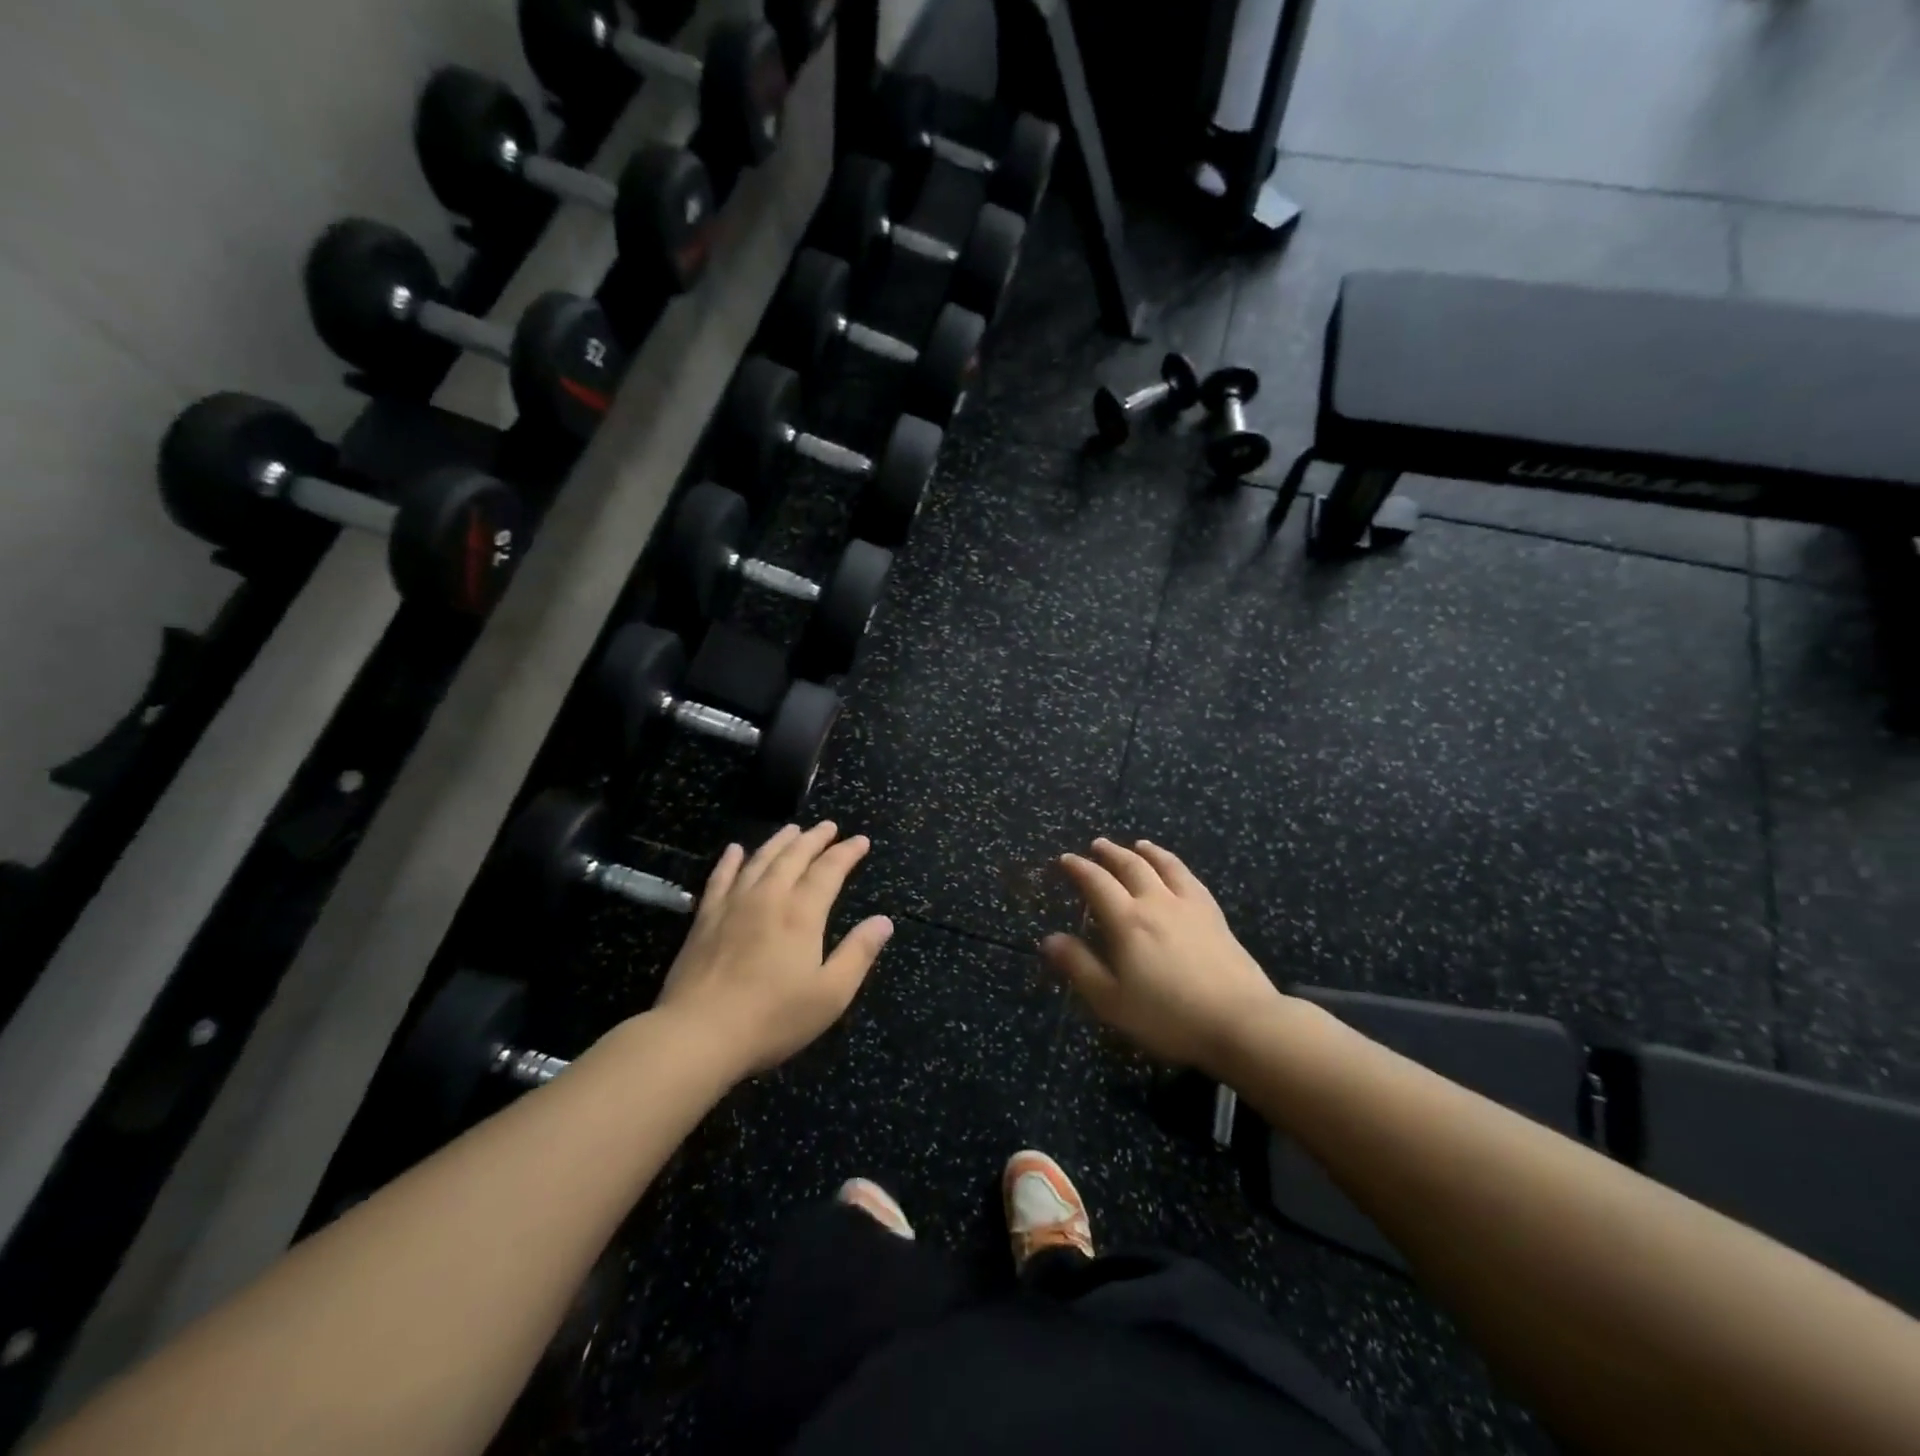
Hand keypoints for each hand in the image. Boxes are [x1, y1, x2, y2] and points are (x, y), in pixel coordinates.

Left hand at [654, 823, 892, 1076]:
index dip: (847, 853)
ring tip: (793, 829)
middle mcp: (769, 897)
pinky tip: (735, 850)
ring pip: (760, 860)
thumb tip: (884, 921)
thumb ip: (859, 953)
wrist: (698, 1034)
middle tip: (829, 826)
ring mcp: (733, 905)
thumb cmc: (772, 1018)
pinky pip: (720, 878)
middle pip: (794, 856)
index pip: (829, 870)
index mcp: (802, 913)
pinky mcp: (704, 918)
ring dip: (779, 841)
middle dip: (815, 838)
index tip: (861, 840)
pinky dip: (731, 860)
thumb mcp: (831, 994)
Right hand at [1042, 838, 1285, 1078]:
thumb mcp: (1112, 1001)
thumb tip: (1049, 939)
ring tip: (1138, 845)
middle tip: (1097, 845)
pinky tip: (1178, 871)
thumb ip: (1080, 966)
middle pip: (1131, 867)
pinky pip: (1191, 879)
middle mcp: (1157, 903)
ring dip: (1147, 852)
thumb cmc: (1168, 1016)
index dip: (1079, 868)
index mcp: (1127, 921)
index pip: (1097, 883)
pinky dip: (1177, 867)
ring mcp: (1190, 906)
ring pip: (1165, 866)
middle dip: (1110, 853)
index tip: (1066, 859)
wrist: (1241, 1022)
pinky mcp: (1215, 916)